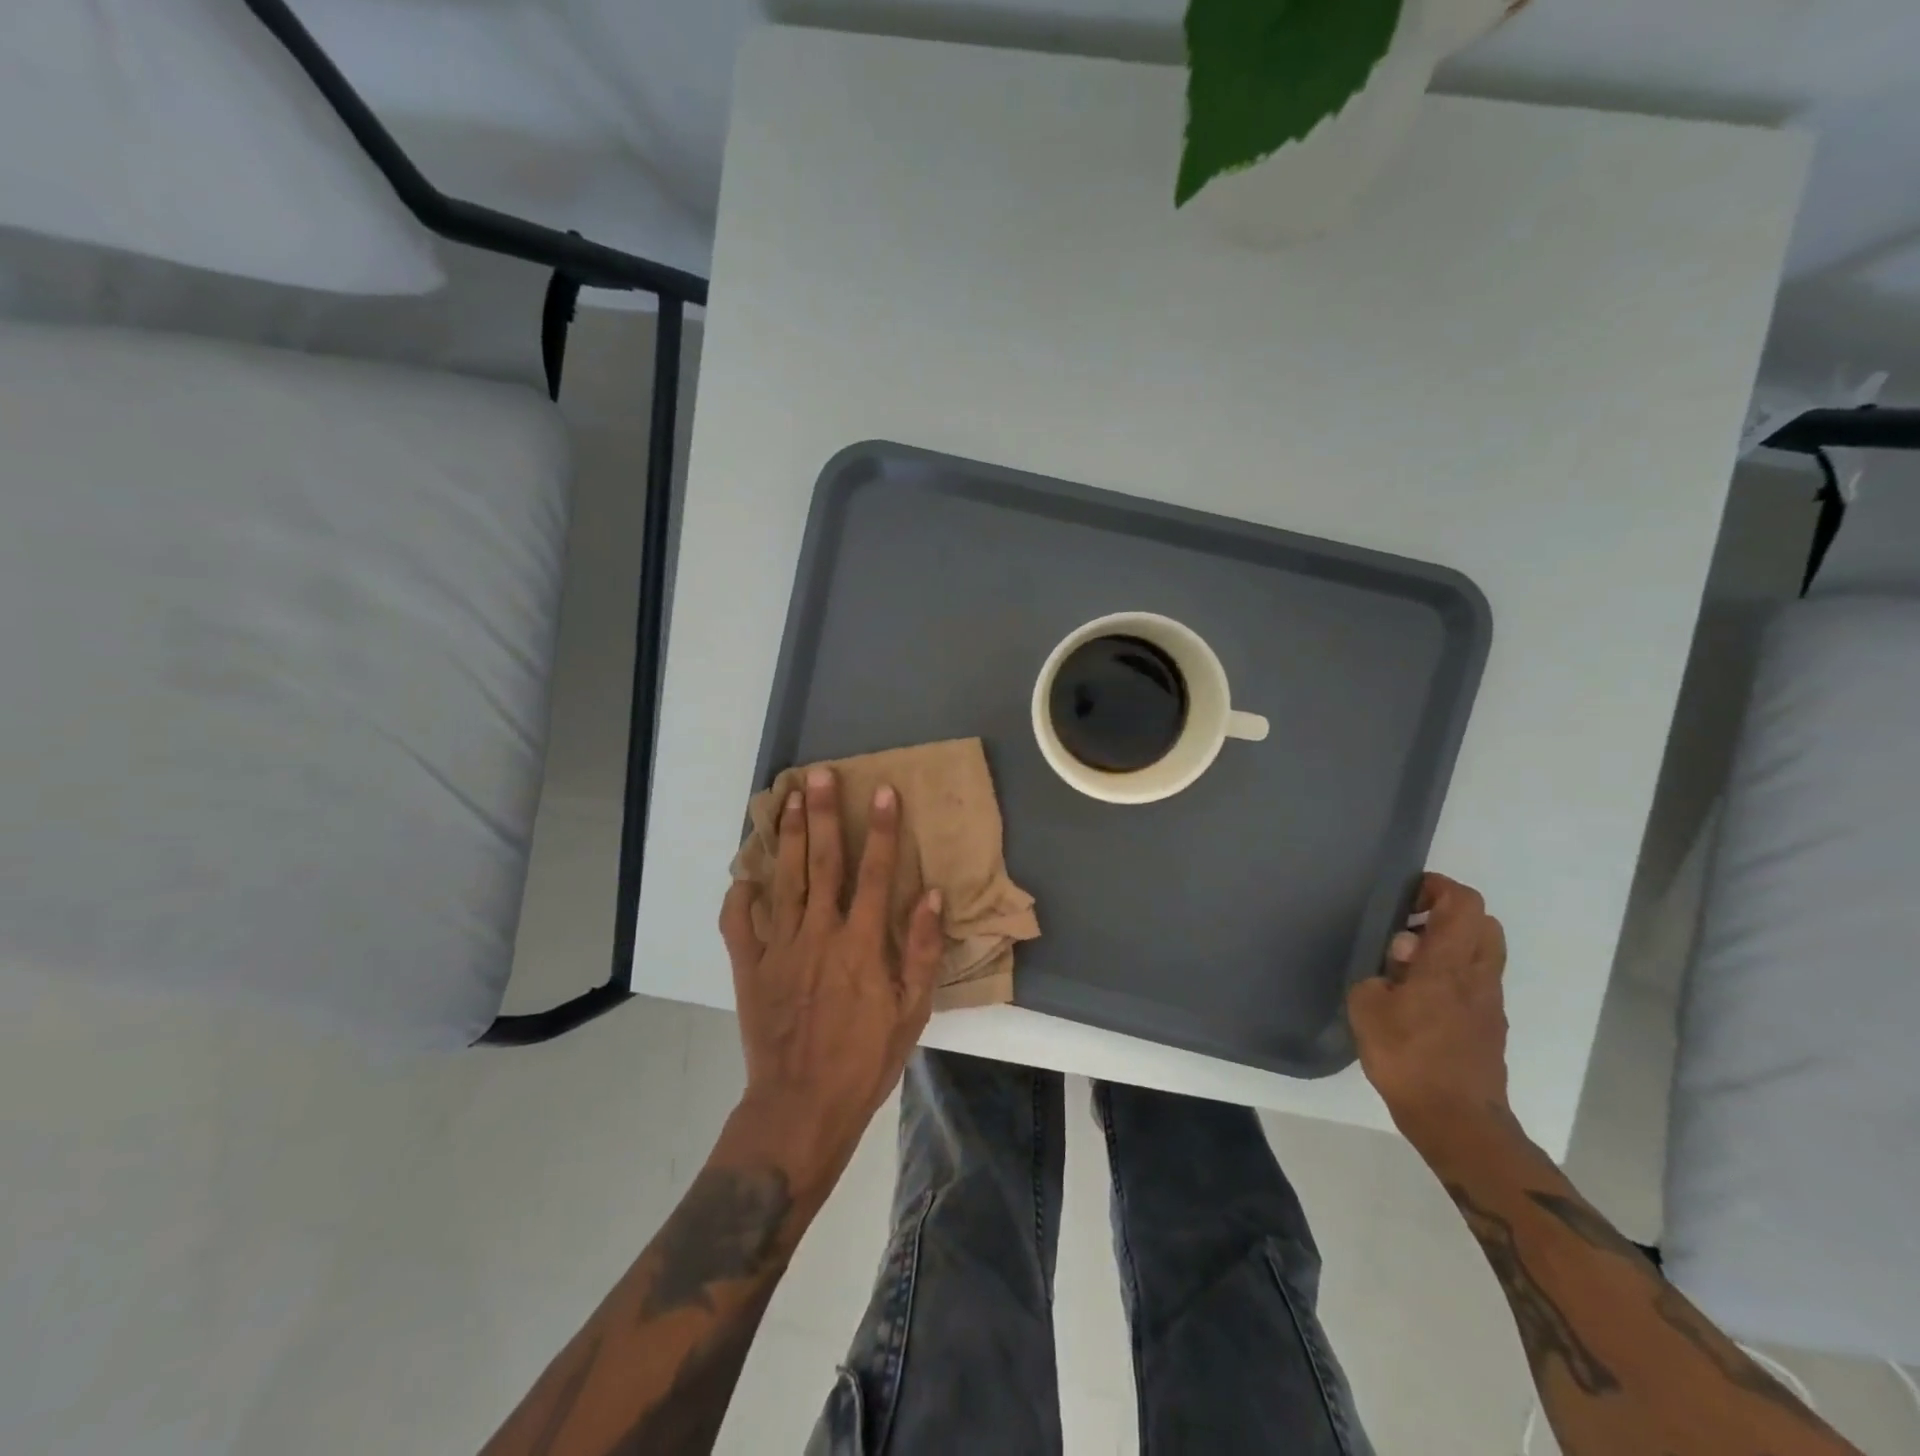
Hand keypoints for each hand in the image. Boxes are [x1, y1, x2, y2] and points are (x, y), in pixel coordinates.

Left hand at [718, 766, 944, 1208]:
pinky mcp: (750, 969)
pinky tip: (744, 872)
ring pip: (783, 881)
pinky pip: (739, 924)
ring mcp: (779, 949)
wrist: (802, 1106)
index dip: (882, 830)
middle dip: (822, 815)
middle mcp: (819, 934)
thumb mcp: (911, 1012)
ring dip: (785, 837)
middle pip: (822, 863)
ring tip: (786, 798)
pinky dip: (740, 895)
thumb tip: (933, 897)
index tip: (883, 792)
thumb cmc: (865, 1060)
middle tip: (820, 775)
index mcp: (861, 944)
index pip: (876, 873)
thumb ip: (922, 951)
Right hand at [1348, 873, 1510, 1153]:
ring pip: (1484, 950)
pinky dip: (1454, 971)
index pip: (1464, 904)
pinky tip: (1420, 995)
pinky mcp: (1491, 1025)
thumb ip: (1381, 972)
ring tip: (1410, 961)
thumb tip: (1399, 956)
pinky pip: (1478, 979)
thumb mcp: (1368, 1007)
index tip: (1406, 896)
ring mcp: (1490, 1001)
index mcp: (1448, 963)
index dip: (1438, 888)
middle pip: (1483, 922)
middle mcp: (1478, 975)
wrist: (1456, 1120)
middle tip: (1409, 926)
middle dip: (1448, 912)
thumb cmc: (1407, 1057)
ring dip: (1452, 942)